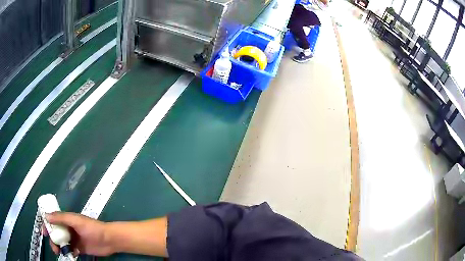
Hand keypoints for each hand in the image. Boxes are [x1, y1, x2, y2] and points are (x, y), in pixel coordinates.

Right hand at [44, 212, 113, 256]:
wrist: (108, 240)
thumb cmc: (91, 228)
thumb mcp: (75, 220)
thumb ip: (61, 218)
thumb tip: (46, 216)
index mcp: (66, 220)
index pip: (53, 221)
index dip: (47, 225)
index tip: (43, 232)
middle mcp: (69, 229)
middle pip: (56, 233)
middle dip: (53, 240)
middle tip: (54, 247)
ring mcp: (74, 239)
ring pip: (62, 243)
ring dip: (59, 247)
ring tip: (59, 252)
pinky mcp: (80, 248)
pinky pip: (71, 250)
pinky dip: (69, 252)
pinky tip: (72, 254)